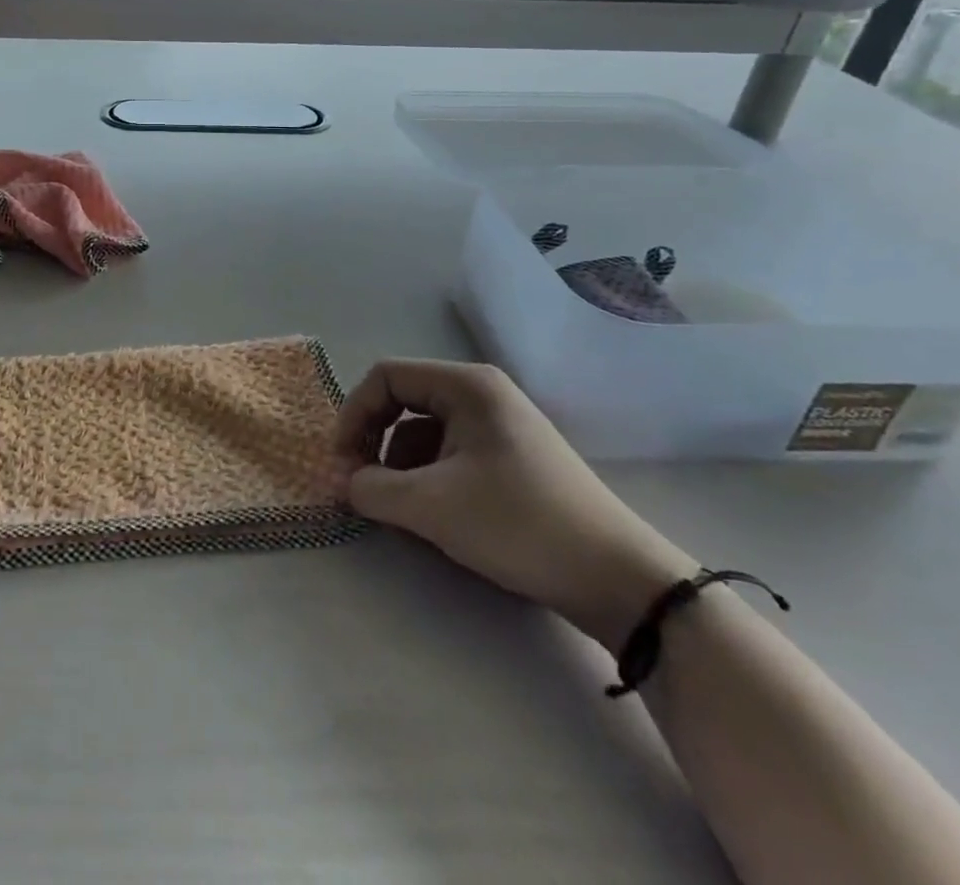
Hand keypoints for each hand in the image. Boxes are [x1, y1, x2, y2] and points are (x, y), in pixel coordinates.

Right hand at [337, 360, 693, 651]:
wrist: (620, 581)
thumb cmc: (519, 524)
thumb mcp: (432, 506)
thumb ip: (372, 488)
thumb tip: (340, 482)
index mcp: (466, 385)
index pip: (385, 378)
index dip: (353, 415)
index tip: (341, 463)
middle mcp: (481, 394)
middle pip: (402, 403)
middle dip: (374, 443)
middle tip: (361, 486)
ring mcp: (499, 427)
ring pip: (423, 433)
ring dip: (399, 467)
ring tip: (399, 510)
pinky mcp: (510, 460)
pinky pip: (449, 455)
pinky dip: (428, 479)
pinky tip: (432, 516)